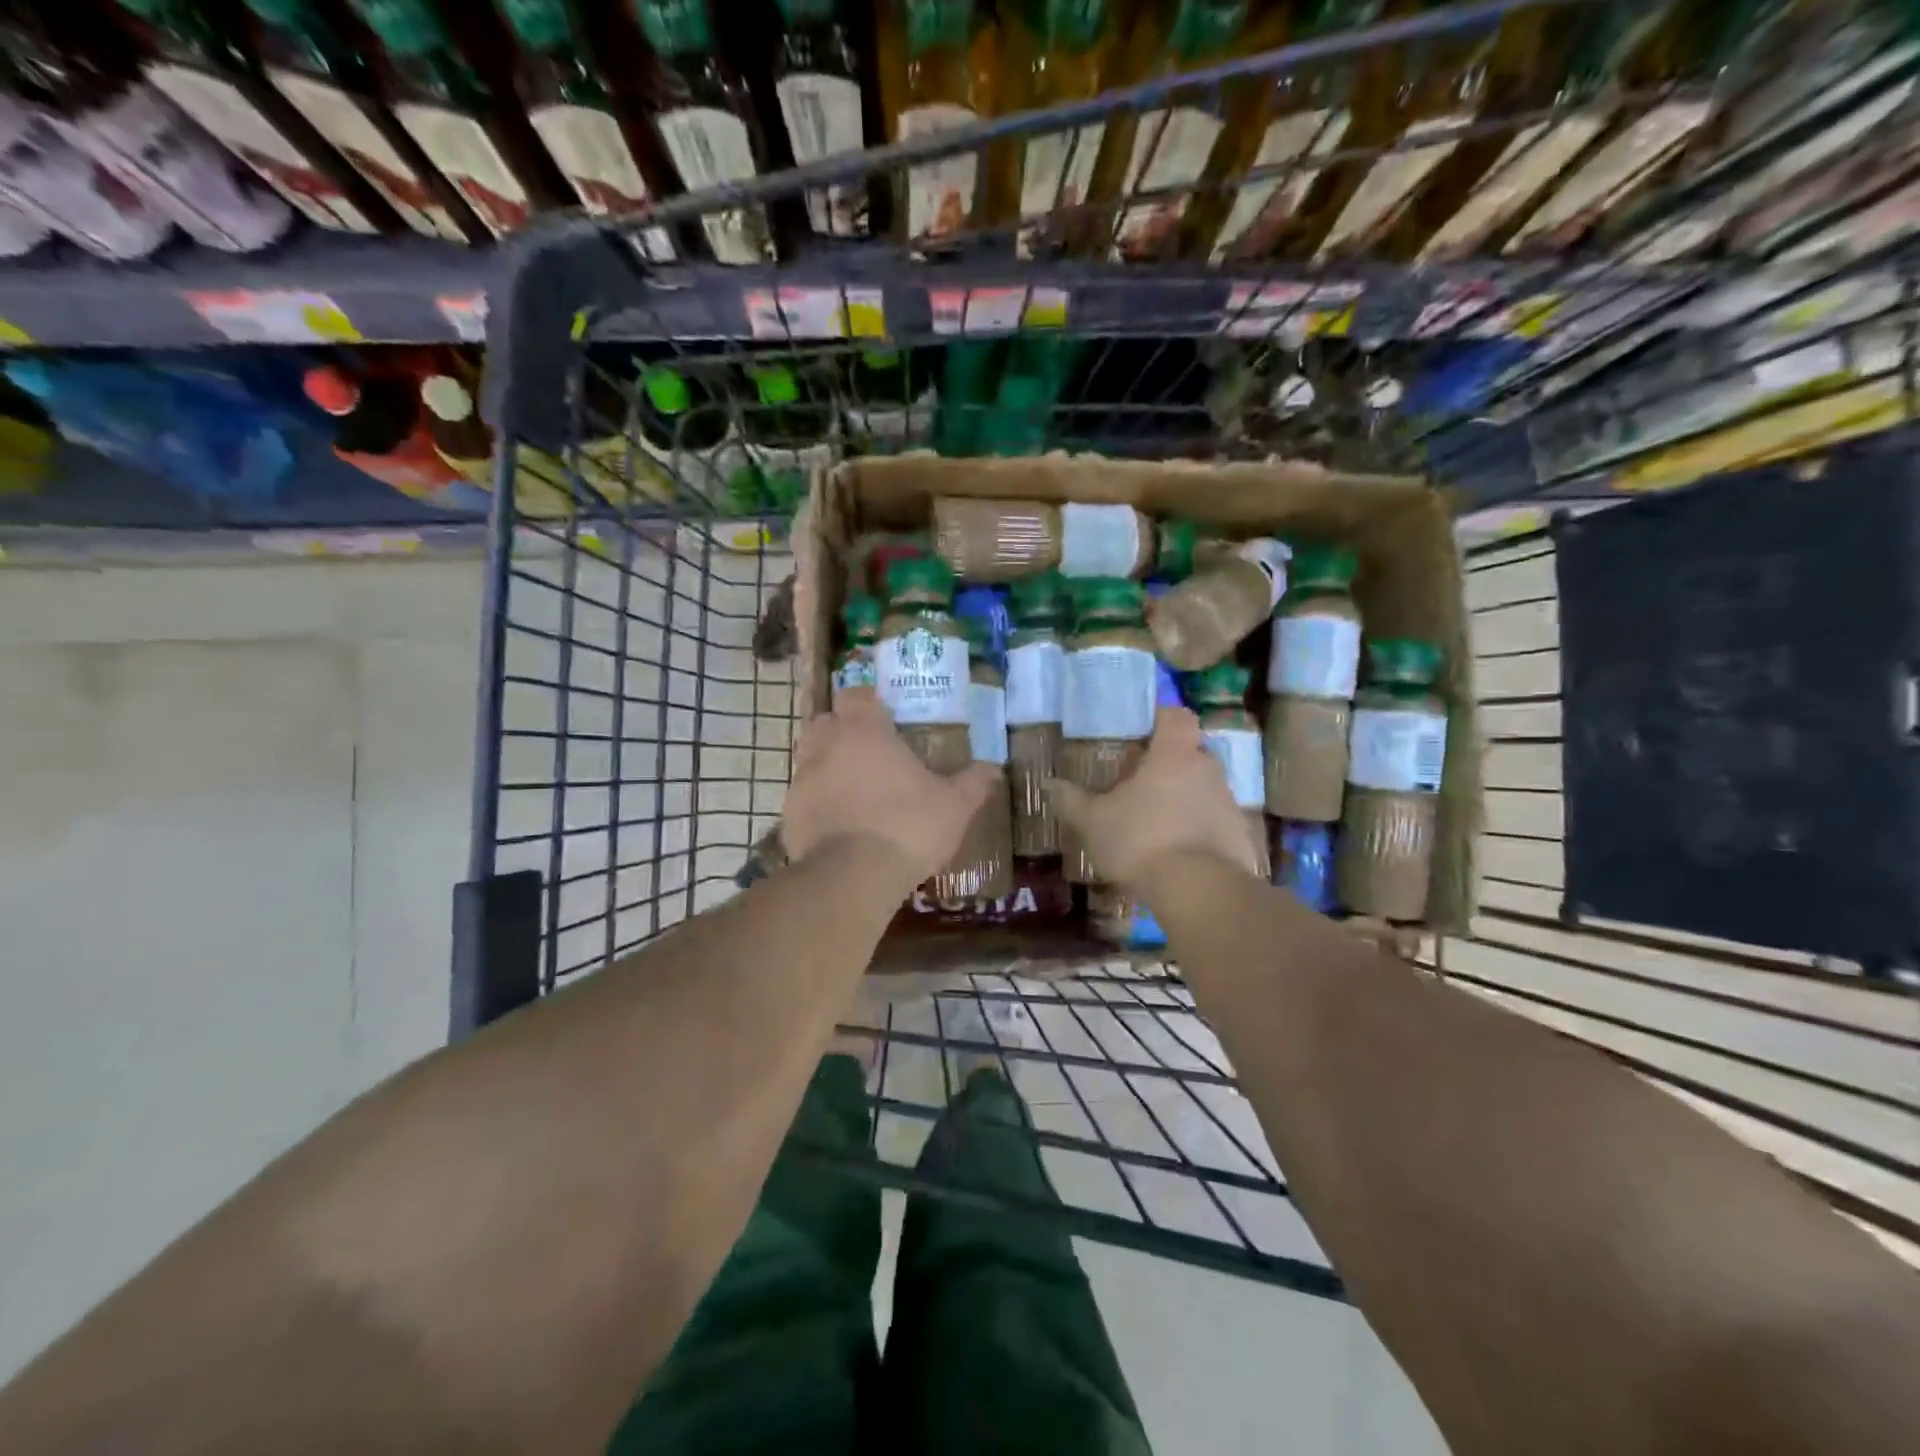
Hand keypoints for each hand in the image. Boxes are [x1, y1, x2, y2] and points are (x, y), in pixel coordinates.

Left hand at [782, 687, 1000, 894]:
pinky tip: (840, 826)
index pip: (856, 694)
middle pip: (825, 722)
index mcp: (864, 731)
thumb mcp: (954, 806)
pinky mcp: (789, 814)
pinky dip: (819, 804)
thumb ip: (973, 783)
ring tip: (856, 791)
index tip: (885, 716)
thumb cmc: (908, 827)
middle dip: (842, 731)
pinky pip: (804, 798)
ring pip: (810, 759)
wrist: (852, 878)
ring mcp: (802, 780)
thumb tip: (994, 768)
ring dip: (828, 767)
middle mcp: (826, 746)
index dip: (868, 702)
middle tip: (870, 752)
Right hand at [1046, 706, 1263, 889]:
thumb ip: (1072, 801)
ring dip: (1182, 799)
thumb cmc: (1141, 840)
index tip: (1140, 735)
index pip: (1176, 716)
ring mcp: (1229, 802)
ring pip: (1203, 788)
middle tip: (1137, 785)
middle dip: (1167, 765)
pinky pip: (1215, 822)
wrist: (1200, 891)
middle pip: (1190, 753)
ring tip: (1154, 825)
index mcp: (1174, 754)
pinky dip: (1198, 830)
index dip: (1160, 719)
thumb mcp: (1093, 822)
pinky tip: (1176, 854)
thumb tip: (1051, 784)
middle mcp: (1208, 769)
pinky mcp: (1240, 836)